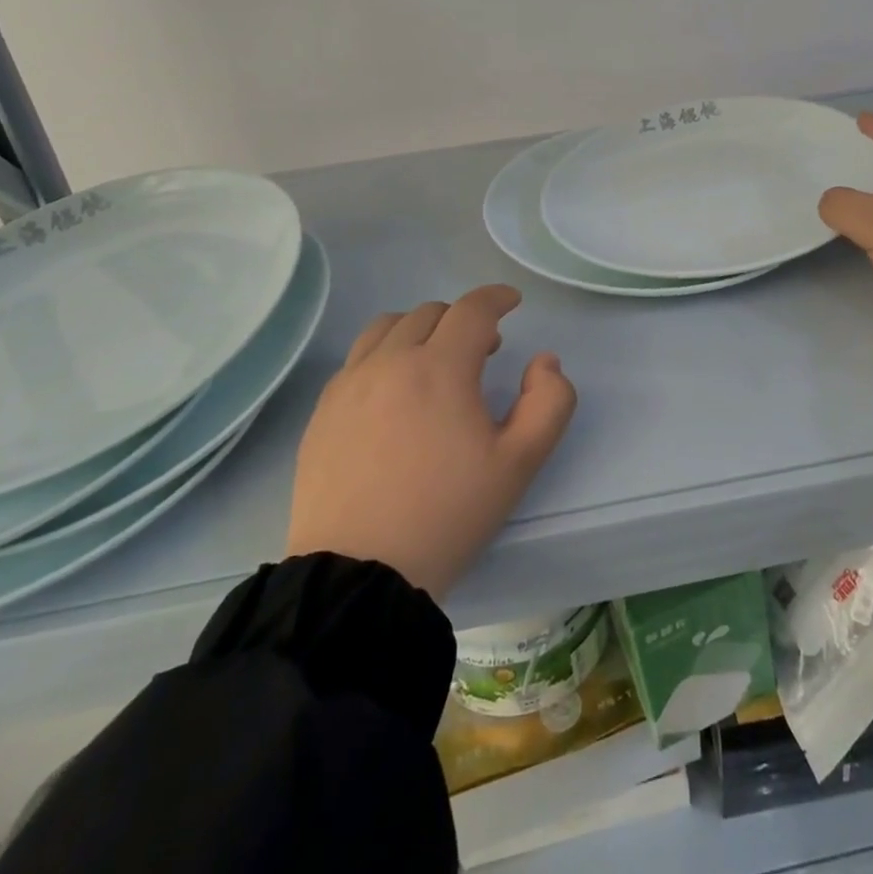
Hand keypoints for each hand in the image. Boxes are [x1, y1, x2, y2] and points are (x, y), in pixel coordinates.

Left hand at [285, 284, 575, 599]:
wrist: (359, 576)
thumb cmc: (448, 515)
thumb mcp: (520, 463)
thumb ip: (549, 401)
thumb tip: (543, 361)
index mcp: (440, 368)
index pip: (472, 310)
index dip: (496, 298)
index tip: (511, 301)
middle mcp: (390, 361)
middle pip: (430, 313)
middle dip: (462, 319)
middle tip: (482, 350)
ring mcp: (349, 384)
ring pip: (386, 327)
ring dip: (419, 329)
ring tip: (433, 360)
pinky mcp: (323, 411)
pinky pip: (357, 359)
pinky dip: (384, 354)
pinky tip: (394, 391)